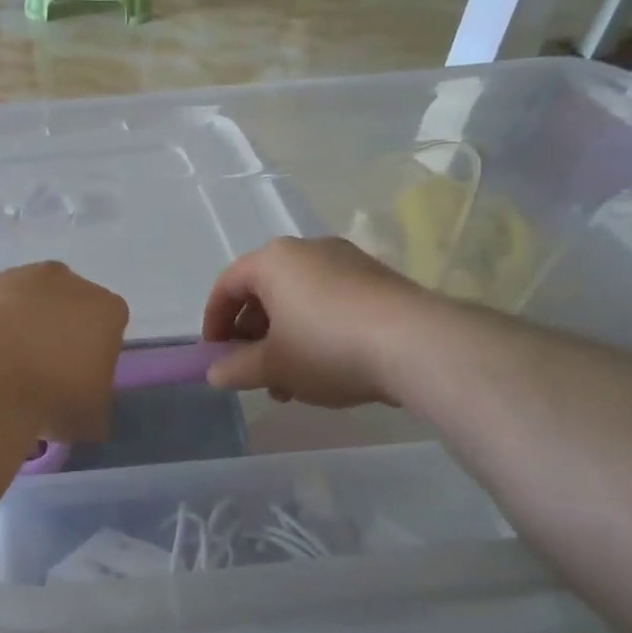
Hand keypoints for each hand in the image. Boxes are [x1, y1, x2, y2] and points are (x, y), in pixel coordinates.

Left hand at [0, 263, 128, 442]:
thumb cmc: (51, 394)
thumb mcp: (89, 421)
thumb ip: (94, 410)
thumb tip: (86, 415)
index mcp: (105, 309)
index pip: (109, 329)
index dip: (94, 357)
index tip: (78, 383)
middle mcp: (65, 281)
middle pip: (66, 307)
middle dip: (56, 333)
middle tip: (40, 374)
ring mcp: (17, 277)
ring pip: (23, 302)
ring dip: (17, 327)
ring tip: (0, 369)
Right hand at [201, 238, 422, 406]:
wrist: (418, 344)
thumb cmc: (327, 347)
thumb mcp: (273, 366)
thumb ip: (236, 368)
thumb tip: (214, 372)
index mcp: (273, 260)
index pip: (227, 285)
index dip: (213, 322)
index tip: (215, 356)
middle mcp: (308, 250)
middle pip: (264, 291)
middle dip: (253, 336)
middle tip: (254, 372)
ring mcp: (348, 261)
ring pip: (299, 300)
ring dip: (285, 339)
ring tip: (291, 382)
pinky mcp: (378, 280)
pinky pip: (331, 302)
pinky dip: (317, 331)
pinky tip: (328, 369)